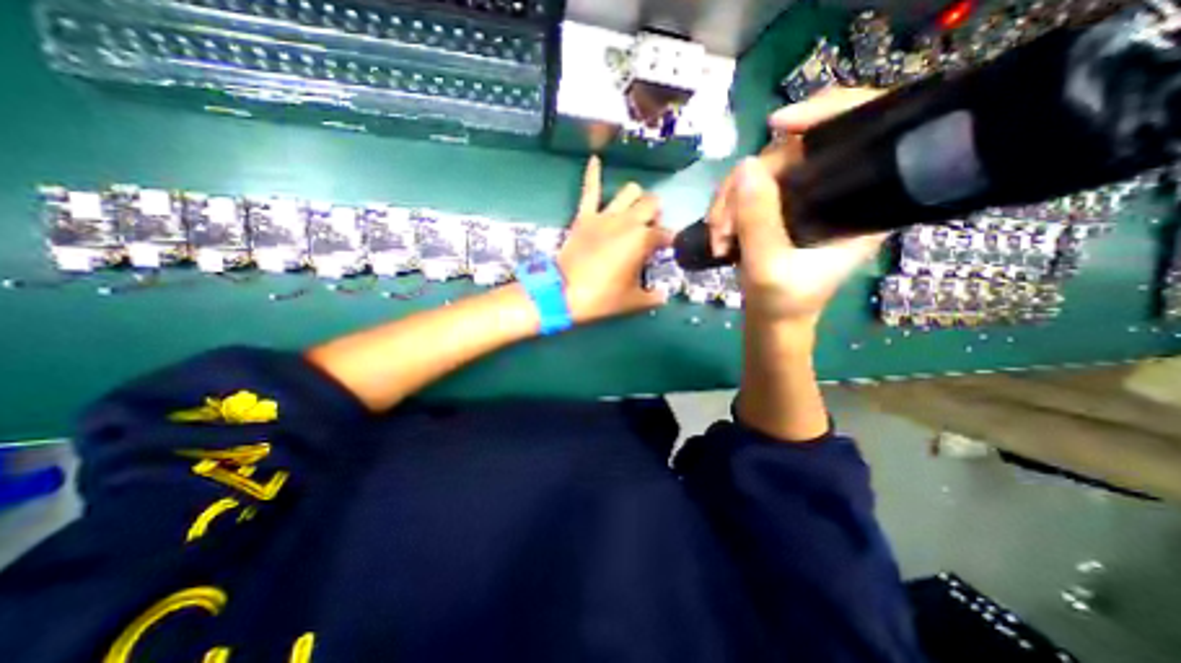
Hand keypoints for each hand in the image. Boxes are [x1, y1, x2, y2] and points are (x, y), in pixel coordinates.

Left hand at [557, 155, 668, 324]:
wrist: (565, 293)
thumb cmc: (602, 298)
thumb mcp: (633, 302)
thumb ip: (653, 296)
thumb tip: (663, 294)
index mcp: (643, 240)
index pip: (665, 235)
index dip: (669, 243)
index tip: (667, 250)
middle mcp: (628, 221)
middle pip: (651, 204)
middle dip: (655, 214)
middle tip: (650, 229)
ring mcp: (605, 216)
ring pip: (629, 191)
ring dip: (636, 198)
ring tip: (634, 209)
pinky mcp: (585, 216)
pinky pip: (589, 190)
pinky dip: (592, 174)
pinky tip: (595, 158)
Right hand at [704, 87, 889, 325]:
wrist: (773, 319)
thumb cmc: (782, 301)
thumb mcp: (767, 267)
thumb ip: (758, 221)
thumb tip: (745, 167)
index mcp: (860, 202)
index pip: (861, 129)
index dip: (825, 111)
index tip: (778, 124)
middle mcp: (836, 191)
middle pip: (793, 153)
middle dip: (746, 185)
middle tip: (721, 225)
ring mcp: (805, 198)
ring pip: (763, 172)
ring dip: (729, 202)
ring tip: (716, 237)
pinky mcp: (780, 207)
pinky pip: (749, 189)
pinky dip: (727, 208)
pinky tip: (719, 233)